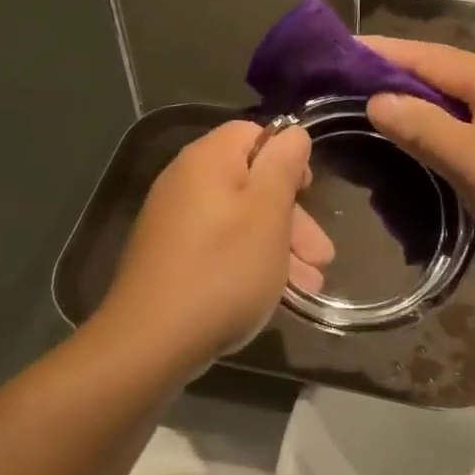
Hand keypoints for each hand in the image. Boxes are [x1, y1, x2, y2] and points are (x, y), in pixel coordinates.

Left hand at [98, 121, 333, 373]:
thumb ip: (283, 167)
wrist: (151, 341)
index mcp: (207, 160)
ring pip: (240, 221)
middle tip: (322, 257)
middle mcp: (185, 182)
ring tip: (311, 286)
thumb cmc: (222, 270)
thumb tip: (292, 133)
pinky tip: (278, 295)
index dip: (287, 158)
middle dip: (293, 219)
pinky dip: (251, 263)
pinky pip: (220, 247)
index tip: (310, 193)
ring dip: (280, 248)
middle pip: (250, 183)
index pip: (253, 134)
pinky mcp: (171, 258)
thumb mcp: (267, 213)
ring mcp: (174, 223)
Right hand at [362, 38, 474, 294]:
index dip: (379, 52)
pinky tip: (417, 161)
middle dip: (392, 84)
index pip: (424, 56)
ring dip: (416, 117)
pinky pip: (472, 142)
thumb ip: (423, 127)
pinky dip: (441, 146)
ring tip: (368, 125)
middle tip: (340, 95)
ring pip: (456, 114)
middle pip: (439, 80)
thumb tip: (378, 99)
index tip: (334, 53)